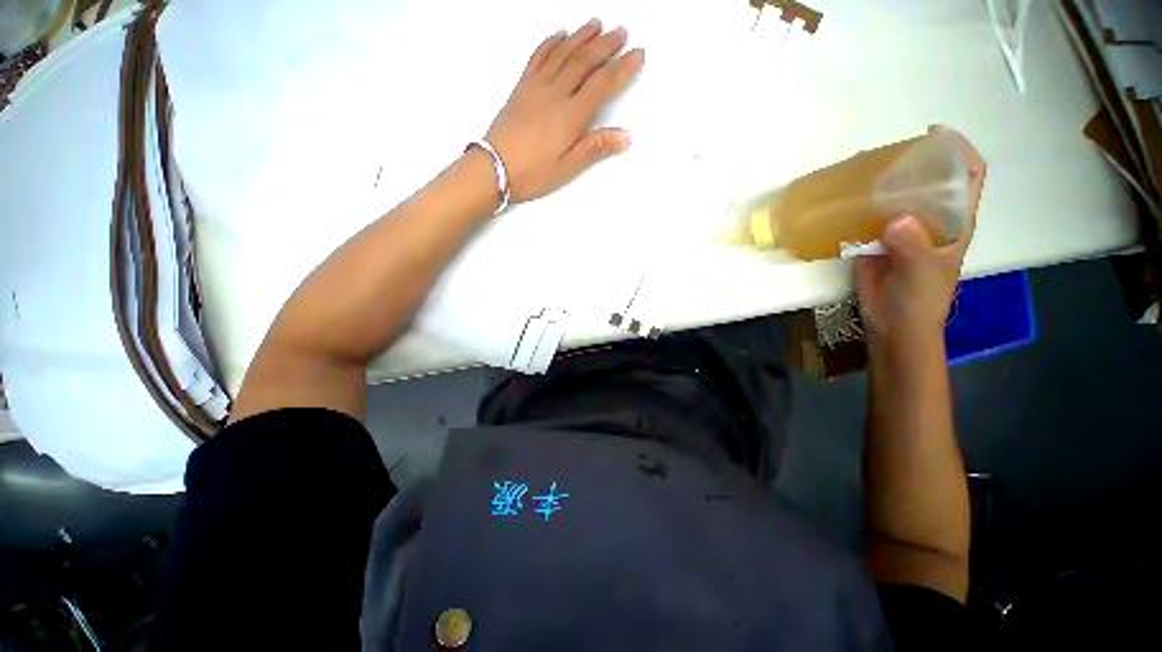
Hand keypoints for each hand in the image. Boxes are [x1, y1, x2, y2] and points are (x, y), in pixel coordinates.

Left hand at [484, 19, 644, 202]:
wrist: (493, 168)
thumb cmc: (531, 173)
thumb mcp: (567, 168)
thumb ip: (595, 148)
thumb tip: (625, 137)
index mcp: (570, 116)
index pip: (602, 85)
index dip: (622, 69)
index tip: (637, 55)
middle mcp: (555, 94)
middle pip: (584, 62)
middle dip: (605, 45)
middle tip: (621, 32)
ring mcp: (536, 87)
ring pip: (563, 53)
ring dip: (581, 37)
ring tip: (596, 25)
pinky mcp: (521, 88)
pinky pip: (537, 57)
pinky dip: (550, 43)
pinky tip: (559, 35)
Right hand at [855, 126, 986, 343]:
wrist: (892, 323)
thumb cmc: (920, 299)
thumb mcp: (923, 273)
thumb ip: (913, 247)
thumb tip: (894, 220)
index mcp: (955, 222)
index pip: (968, 177)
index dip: (959, 151)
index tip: (935, 135)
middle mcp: (930, 219)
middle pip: (928, 181)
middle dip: (913, 163)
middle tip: (884, 155)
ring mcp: (900, 230)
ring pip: (895, 198)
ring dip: (881, 185)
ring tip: (859, 174)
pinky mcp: (873, 242)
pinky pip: (867, 218)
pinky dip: (858, 208)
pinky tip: (844, 202)